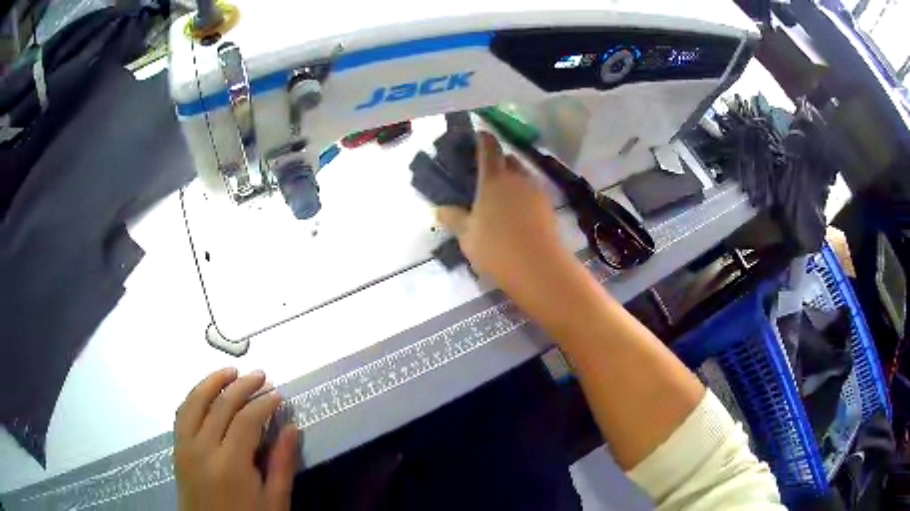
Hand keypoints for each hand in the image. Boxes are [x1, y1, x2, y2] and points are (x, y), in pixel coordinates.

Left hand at [174, 368, 298, 510]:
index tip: (278, 395)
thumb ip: (282, 464)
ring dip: (212, 382)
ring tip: (230, 371)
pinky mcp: (176, 449)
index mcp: (230, 465)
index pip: (245, 420)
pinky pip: (182, 414)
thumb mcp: (274, 501)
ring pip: (194, 403)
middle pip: (220, 406)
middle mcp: (202, 449)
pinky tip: (205, 392)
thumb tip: (292, 428)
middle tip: (260, 375)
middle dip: (242, 386)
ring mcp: (185, 447)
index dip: (263, 403)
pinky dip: (194, 397)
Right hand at [437, 132, 568, 295]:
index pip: (488, 148)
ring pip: (522, 175)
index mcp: (493, 179)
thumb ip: (453, 219)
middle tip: (485, 173)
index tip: (478, 134)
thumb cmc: (496, 248)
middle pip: (508, 159)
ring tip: (501, 195)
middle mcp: (517, 178)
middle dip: (498, 160)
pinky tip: (517, 213)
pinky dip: (523, 195)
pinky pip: (532, 192)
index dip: (482, 138)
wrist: (539, 268)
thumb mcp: (467, 236)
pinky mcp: (548, 207)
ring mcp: (536, 191)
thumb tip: (439, 208)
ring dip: (512, 178)